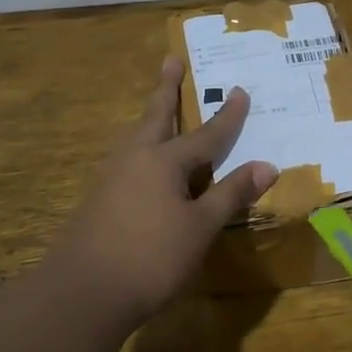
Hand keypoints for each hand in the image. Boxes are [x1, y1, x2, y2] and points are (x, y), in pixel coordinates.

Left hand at [50, 56, 276, 330]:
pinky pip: (128, 159)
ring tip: (159, 106)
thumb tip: (267, 165)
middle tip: (171, 60)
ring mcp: (112, 178)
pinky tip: (144, 162)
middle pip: (156, 116)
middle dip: (167, 89)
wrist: (84, 292)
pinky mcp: (99, 199)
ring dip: (152, 117)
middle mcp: (135, 158)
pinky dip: (143, 147)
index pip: (206, 134)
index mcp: (164, 161)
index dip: (227, 116)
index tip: (240, 91)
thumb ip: (231, 194)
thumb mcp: (200, 227)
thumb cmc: (151, 257)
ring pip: (137, 136)